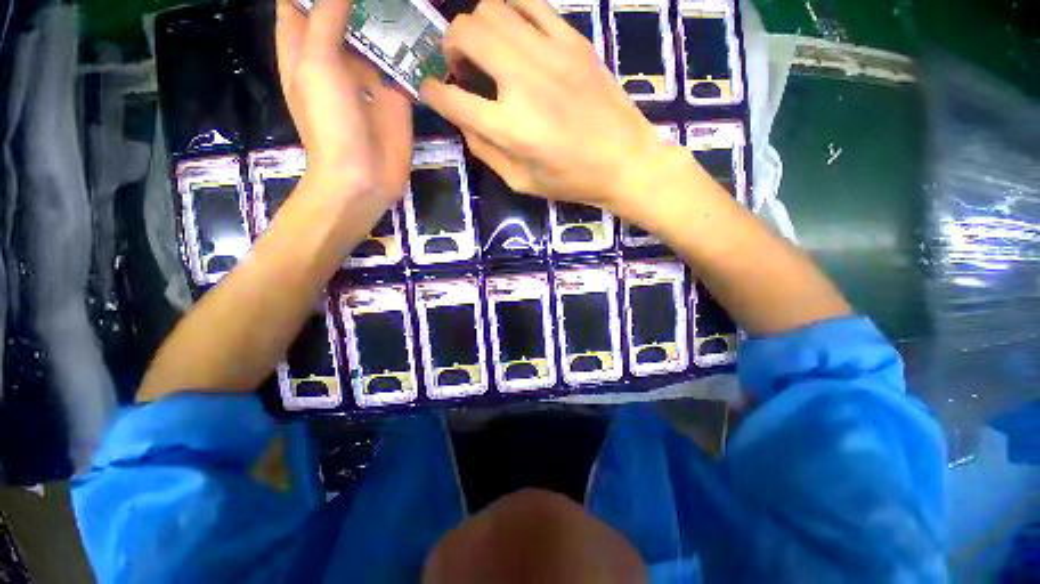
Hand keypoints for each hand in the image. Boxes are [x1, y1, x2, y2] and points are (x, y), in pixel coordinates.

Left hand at [276, 0, 411, 203]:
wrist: (364, 177)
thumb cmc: (330, 123)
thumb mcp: (318, 64)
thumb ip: (328, 18)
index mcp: (304, 46)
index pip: (302, 3)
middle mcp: (336, 56)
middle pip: (342, 12)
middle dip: (358, 1)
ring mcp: (368, 76)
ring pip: (375, 34)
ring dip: (388, 16)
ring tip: (406, 1)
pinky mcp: (396, 96)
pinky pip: (403, 64)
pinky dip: (412, 48)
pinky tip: (424, 30)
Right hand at [419, 0, 673, 213]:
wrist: (625, 161)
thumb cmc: (572, 180)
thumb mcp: (522, 181)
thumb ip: (487, 151)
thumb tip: (463, 121)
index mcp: (511, 128)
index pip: (452, 98)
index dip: (431, 92)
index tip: (430, 90)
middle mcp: (524, 82)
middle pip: (466, 33)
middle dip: (449, 47)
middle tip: (460, 68)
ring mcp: (551, 54)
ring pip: (492, 9)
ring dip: (477, 27)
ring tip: (487, 51)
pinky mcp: (573, 41)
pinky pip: (530, 3)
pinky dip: (511, 12)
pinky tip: (515, 34)